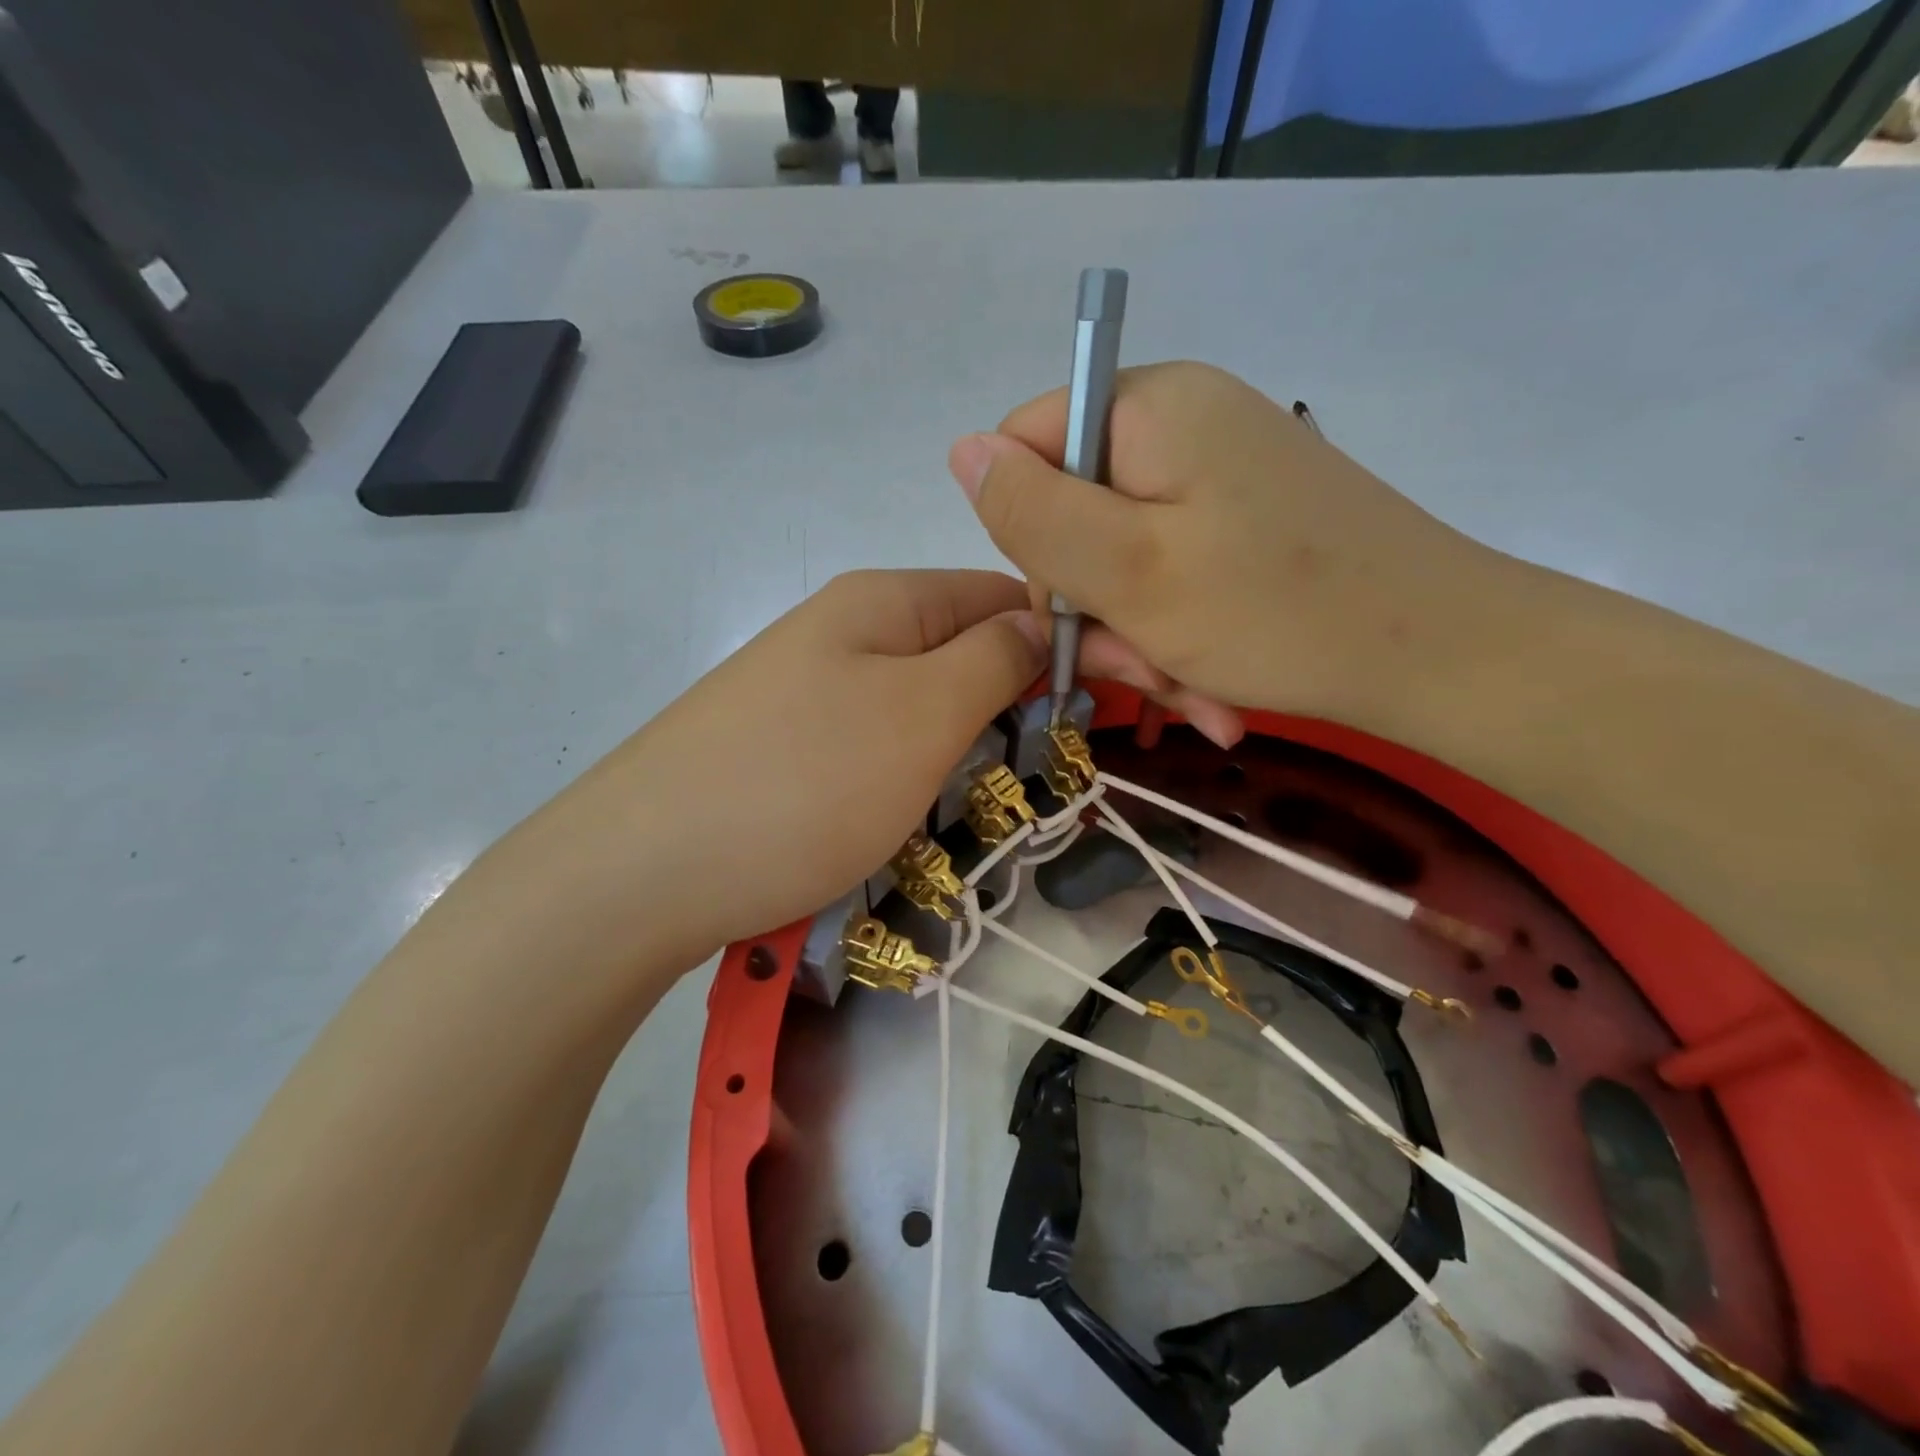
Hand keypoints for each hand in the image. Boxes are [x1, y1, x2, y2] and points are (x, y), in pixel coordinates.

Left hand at [515, 570, 1043, 969]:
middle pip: (955, 652)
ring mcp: (804, 691)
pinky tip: (899, 821)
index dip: (1052, 641)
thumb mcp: (924, 712)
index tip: (1090, 709)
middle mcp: (841, 632)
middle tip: (1033, 776)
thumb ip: (994, 658)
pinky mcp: (781, 749)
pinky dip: (900, 782)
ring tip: (965, 808)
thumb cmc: (805, 783)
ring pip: (915, 709)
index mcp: (881, 601)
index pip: (999, 594)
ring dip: (952, 754)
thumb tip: (1039, 621)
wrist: (640, 873)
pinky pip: (868, 750)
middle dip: (1003, 708)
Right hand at [948, 362, 1497, 741]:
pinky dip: (1177, 636)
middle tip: (1136, 671)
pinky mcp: (1244, 521)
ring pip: (1123, 560)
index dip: (1029, 536)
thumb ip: (1032, 510)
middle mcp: (1181, 426)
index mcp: (1149, 408)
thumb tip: (961, 451)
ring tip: (1185, 692)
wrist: (1441, 657)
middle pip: (1076, 515)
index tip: (1075, 607)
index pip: (1025, 449)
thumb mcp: (1128, 568)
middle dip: (1096, 608)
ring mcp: (1218, 476)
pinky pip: (1173, 576)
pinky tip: (1206, 688)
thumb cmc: (1275, 612)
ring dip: (1138, 638)